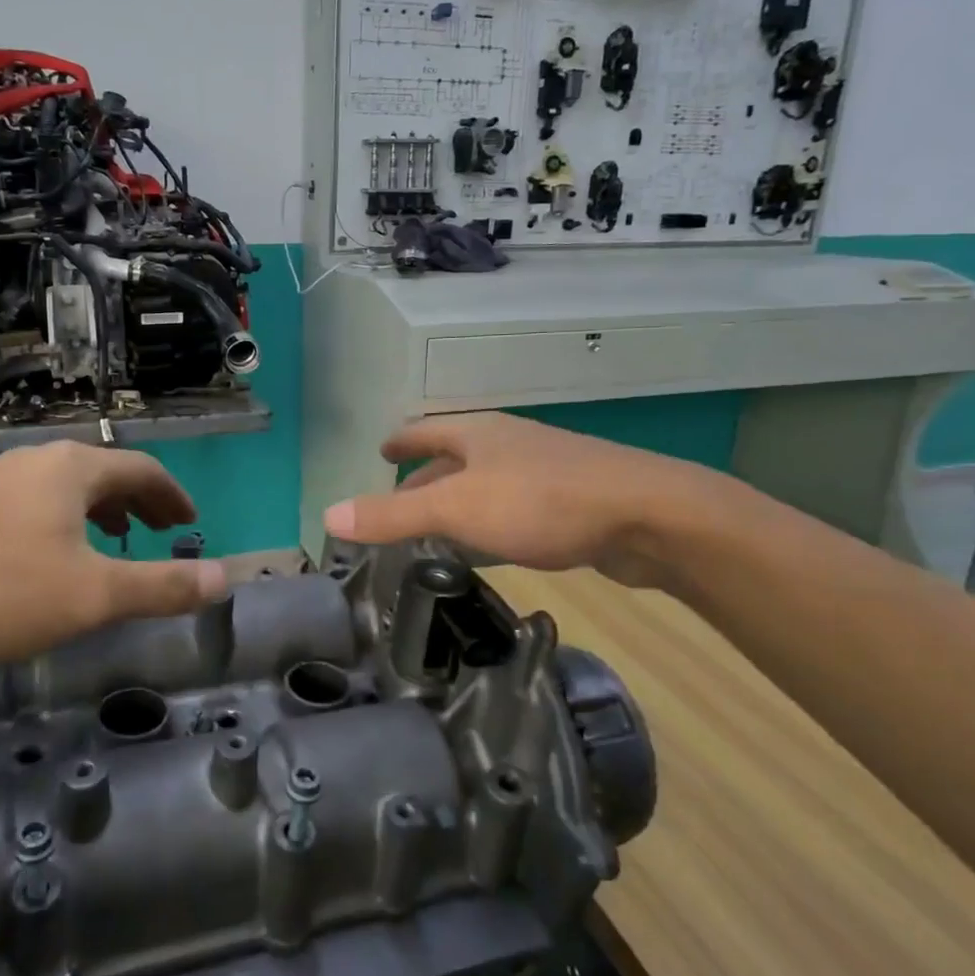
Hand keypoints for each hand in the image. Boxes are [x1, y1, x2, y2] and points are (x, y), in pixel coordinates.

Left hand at [0, 442, 228, 661]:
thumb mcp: (91, 596)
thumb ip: (161, 587)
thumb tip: (224, 578)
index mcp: (75, 469)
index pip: (143, 470)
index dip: (172, 496)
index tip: (189, 521)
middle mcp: (39, 460)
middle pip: (105, 473)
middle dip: (139, 502)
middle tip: (160, 531)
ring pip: (67, 487)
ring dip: (101, 509)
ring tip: (113, 539)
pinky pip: (35, 500)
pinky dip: (64, 519)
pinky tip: (49, 553)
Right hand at [321, 413, 736, 584]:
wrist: (647, 514)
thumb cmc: (540, 502)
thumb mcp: (455, 509)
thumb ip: (392, 514)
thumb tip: (327, 516)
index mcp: (478, 434)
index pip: (426, 431)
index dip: (401, 440)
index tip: (382, 449)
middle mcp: (509, 444)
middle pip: (456, 457)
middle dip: (426, 476)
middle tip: (400, 502)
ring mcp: (544, 470)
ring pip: (487, 483)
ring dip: (459, 501)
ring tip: (437, 527)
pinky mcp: (572, 501)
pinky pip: (515, 507)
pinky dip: (491, 521)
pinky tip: (492, 545)